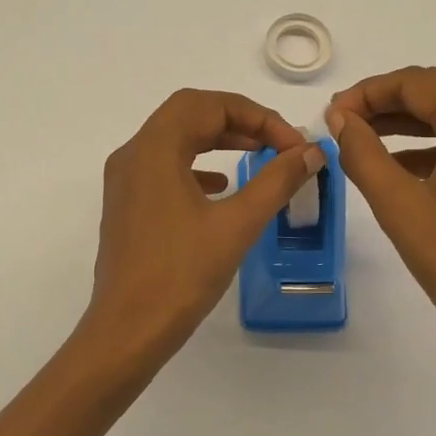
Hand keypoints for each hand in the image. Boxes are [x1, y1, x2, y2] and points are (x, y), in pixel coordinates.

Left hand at [82, 89, 323, 366]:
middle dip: (237, 120)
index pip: (209, 105)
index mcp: (154, 149)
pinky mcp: (127, 205)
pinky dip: (197, 165)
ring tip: (256, 155)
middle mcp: (133, 155)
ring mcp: (125, 181)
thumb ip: (277, 181)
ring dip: (217, 138)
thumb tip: (310, 152)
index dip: (258, 117)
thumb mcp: (237, 224)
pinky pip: (164, 166)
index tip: (292, 145)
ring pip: (175, 138)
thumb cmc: (181, 275)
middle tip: (276, 143)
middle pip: (189, 113)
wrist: (128, 330)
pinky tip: (222, 187)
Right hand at [327, 67, 435, 363]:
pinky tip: (399, 165)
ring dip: (408, 123)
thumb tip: (340, 118)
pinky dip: (434, 145)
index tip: (331, 114)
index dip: (369, 92)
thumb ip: (363, 153)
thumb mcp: (399, 206)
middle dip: (387, 104)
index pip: (419, 83)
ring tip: (361, 140)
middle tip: (342, 125)